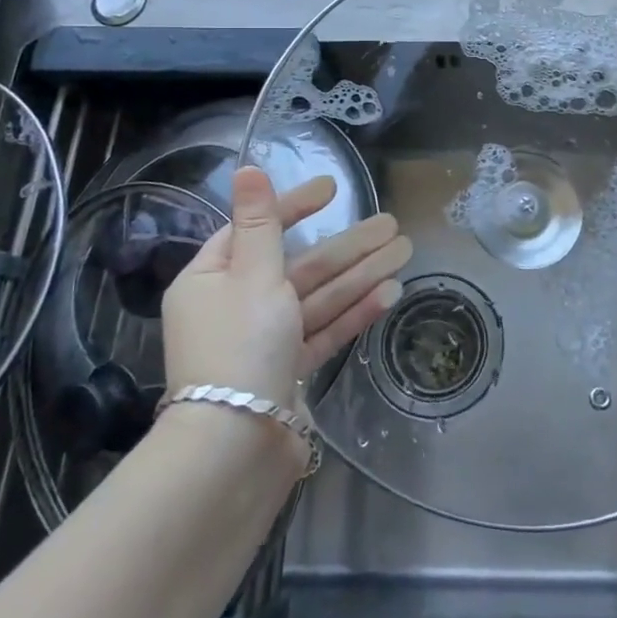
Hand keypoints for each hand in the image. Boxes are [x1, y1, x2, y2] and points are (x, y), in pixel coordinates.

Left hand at [161, 167, 410, 407]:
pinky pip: (322, 331)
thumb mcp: (253, 273)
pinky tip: (389, 293)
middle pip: (299, 264)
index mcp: (212, 279)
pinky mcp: (287, 371)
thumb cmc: (240, 345)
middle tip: (391, 223)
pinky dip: (352, 313)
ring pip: (317, 297)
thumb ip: (261, 221)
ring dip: (360, 274)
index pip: (257, 229)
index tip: (333, 189)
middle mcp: (234, 306)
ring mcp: (263, 341)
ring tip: (404, 250)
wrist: (235, 448)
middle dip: (347, 244)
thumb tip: (246, 169)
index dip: (296, 206)